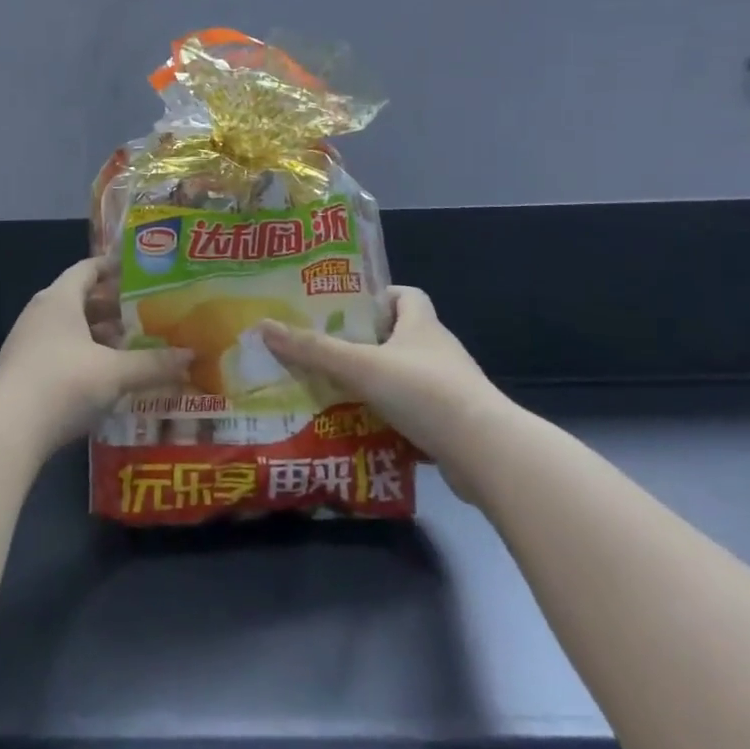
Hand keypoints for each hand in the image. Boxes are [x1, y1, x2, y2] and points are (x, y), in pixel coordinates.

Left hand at [0, 259, 191, 455]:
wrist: (7, 430)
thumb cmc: (63, 384)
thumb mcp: (115, 373)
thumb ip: (153, 364)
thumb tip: (191, 355)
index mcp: (60, 298)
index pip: (88, 269)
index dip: (114, 267)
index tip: (141, 271)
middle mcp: (41, 312)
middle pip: (81, 298)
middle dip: (113, 306)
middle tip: (147, 312)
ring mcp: (28, 342)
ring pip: (70, 327)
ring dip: (99, 334)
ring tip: (132, 344)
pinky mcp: (23, 370)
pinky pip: (61, 350)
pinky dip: (85, 354)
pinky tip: (106, 375)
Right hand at [260, 287, 512, 500]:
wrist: (485, 453)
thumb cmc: (424, 392)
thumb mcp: (361, 366)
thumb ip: (313, 349)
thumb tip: (264, 326)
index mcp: (422, 326)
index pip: (406, 295)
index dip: (378, 297)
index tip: (346, 309)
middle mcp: (438, 351)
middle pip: (400, 336)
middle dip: (366, 343)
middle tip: (326, 351)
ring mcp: (449, 389)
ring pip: (405, 377)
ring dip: (376, 383)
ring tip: (335, 390)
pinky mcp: (451, 424)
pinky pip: (413, 413)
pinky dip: (390, 417)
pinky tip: (361, 428)